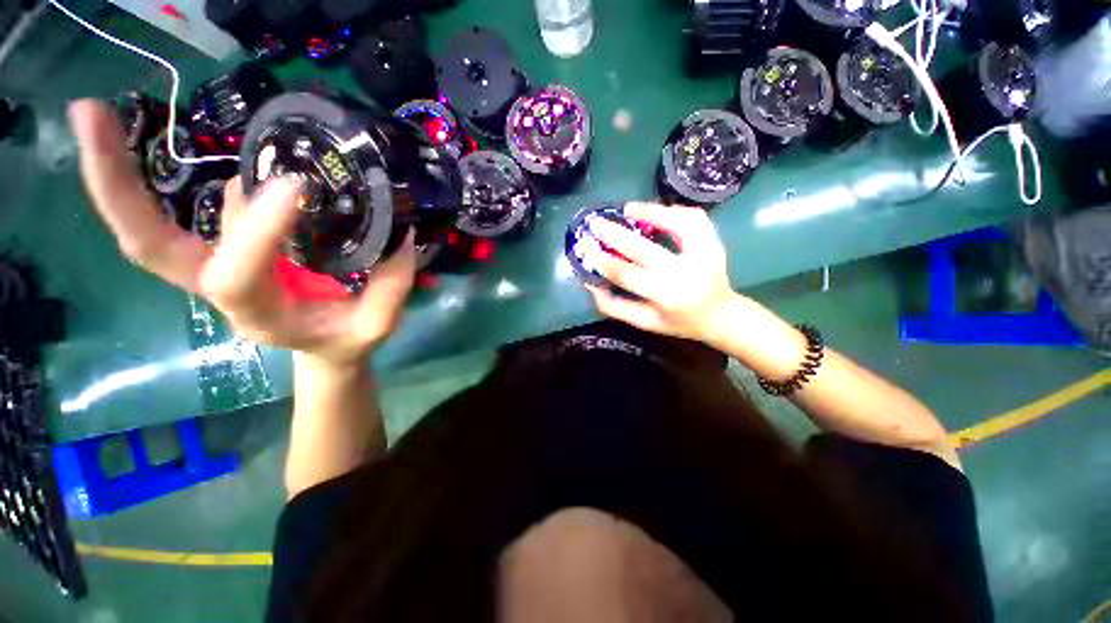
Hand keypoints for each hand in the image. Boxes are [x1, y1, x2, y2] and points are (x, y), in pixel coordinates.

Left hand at [68, 99, 414, 365]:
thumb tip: (401, 234)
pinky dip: (149, 179)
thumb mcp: (377, 325)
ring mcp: (214, 268)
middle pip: (147, 245)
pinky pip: (179, 215)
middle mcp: (221, 289)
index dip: (260, 231)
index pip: (239, 275)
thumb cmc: (346, 341)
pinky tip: (141, 139)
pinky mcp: (221, 250)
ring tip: (99, 113)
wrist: (320, 348)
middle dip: (114, 186)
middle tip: (88, 116)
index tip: (295, 186)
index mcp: (260, 315)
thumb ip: (391, 286)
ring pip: (151, 225)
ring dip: (119, 170)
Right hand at [584, 202, 738, 342]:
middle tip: (597, 223)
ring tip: (628, 209)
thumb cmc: (678, 321)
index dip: (605, 261)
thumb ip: (615, 306)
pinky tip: (655, 211)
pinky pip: (694, 218)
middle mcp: (689, 275)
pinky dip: (673, 210)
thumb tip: (589, 283)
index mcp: (669, 299)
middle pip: (647, 250)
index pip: (630, 276)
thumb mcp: (644, 322)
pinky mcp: (715, 242)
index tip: (587, 248)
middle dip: (617, 235)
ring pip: (679, 225)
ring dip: (650, 212)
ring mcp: (706, 255)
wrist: (720, 315)